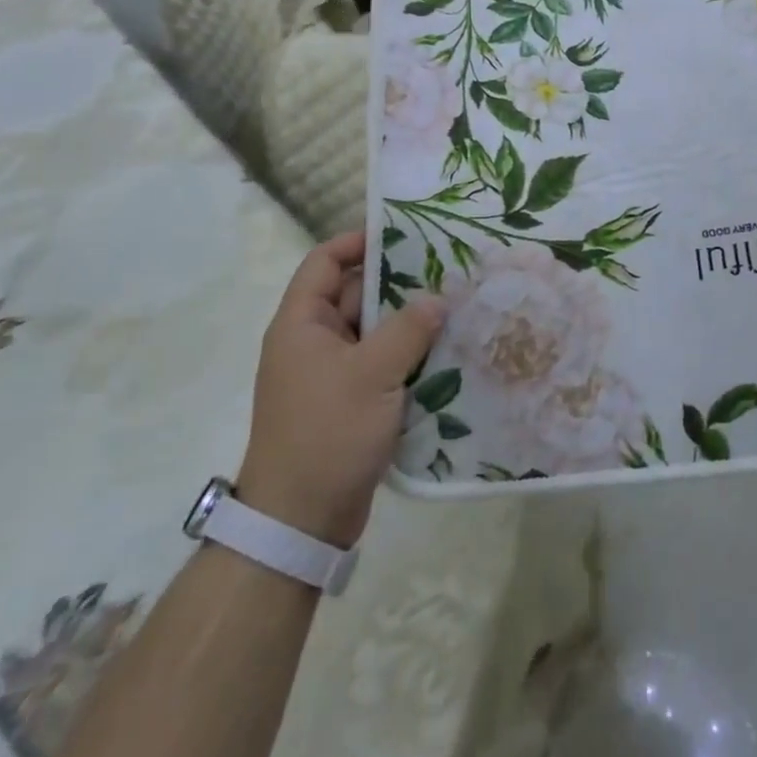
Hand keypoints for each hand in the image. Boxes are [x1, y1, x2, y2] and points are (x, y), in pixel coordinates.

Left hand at [235, 232, 443, 547]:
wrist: (300, 523)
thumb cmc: (327, 434)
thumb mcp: (372, 374)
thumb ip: (408, 329)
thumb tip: (438, 298)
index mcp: (302, 324)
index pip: (325, 262)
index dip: (358, 242)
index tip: (403, 233)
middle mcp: (313, 342)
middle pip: (356, 295)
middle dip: (399, 282)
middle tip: (448, 269)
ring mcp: (331, 374)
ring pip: (374, 331)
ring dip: (409, 322)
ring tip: (457, 305)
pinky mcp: (350, 403)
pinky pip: (381, 364)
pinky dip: (408, 356)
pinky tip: (447, 351)